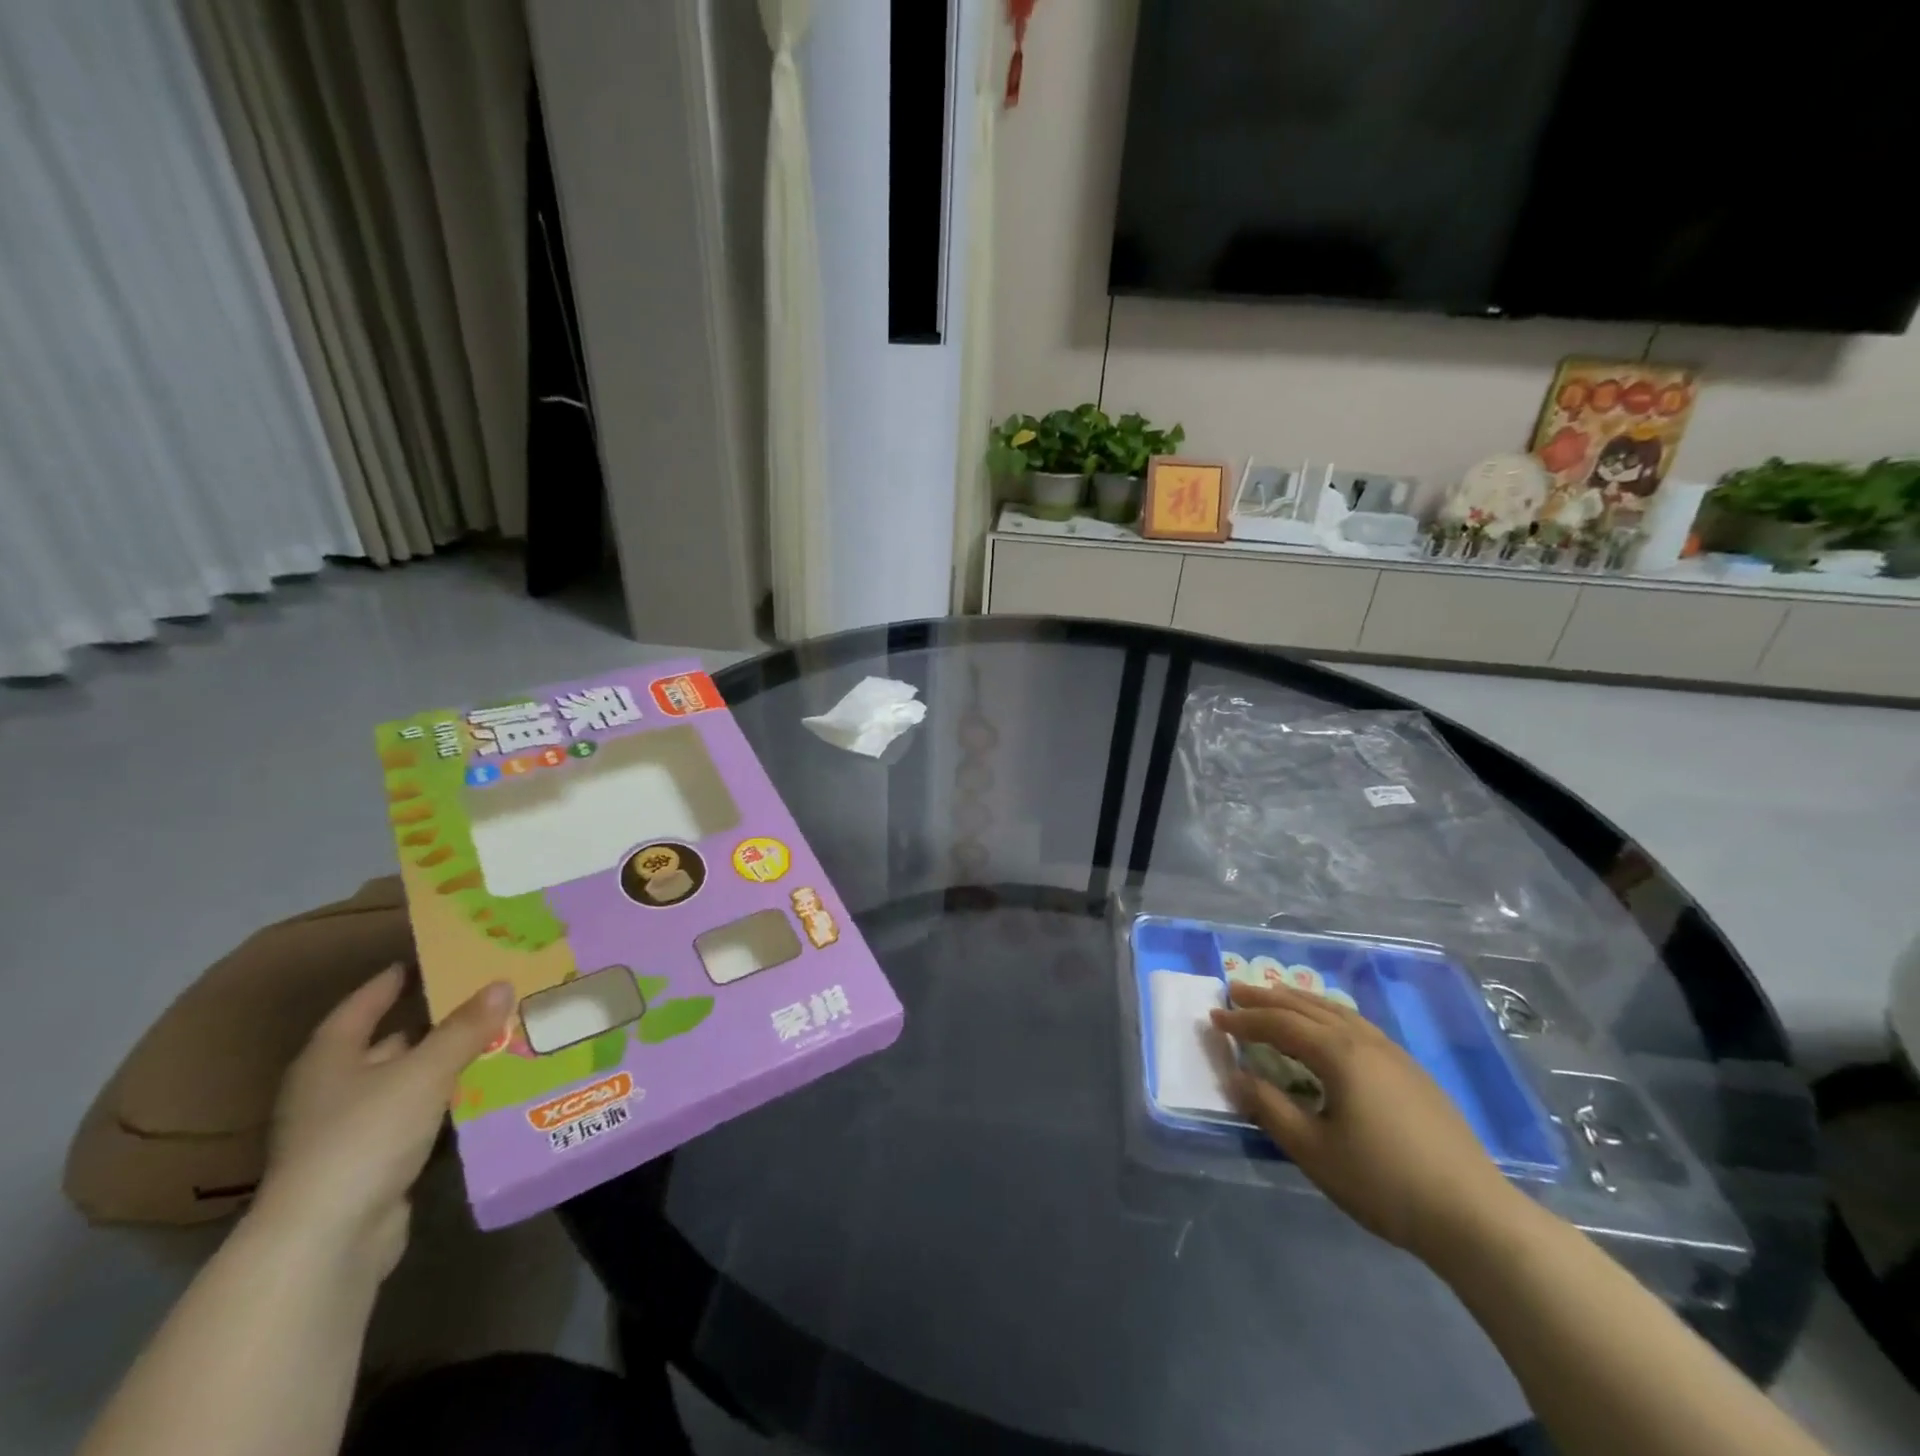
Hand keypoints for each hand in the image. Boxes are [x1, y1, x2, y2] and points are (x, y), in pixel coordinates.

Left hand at [252, 966, 513, 1274]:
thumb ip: (465, 1028)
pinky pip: (417, 1117)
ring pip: (407, 1082)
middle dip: (431, 1023)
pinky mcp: (372, 1164)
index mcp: (329, 1059)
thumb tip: (502, 983)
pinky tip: (484, 1090)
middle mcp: (332, 1090)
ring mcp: (349, 1131)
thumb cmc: (365, 1135)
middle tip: (483, 997)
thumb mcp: (424, 1072)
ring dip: (444, 1064)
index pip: (361, 1006)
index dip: (391, 981)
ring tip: (497, 1038)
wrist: (328, 1240)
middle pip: (387, 1044)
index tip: (426, 959)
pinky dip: (446, 1102)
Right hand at [1211, 982, 1524, 1260]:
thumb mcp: (1314, 1151)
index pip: (1280, 1025)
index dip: (1244, 1020)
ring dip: (1299, 1000)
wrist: (1475, 1216)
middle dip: (1267, 998)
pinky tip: (1328, 1026)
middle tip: (1234, 989)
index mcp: (1339, 1055)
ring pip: (1336, 1011)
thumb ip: (1269, 1108)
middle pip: (1306, 1008)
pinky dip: (1328, 1014)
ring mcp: (1393, 1054)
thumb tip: (1235, 1076)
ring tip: (1275, 995)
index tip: (1214, 1016)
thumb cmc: (1384, 1183)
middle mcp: (1364, 1041)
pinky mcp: (1412, 1071)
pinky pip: (1357, 1024)